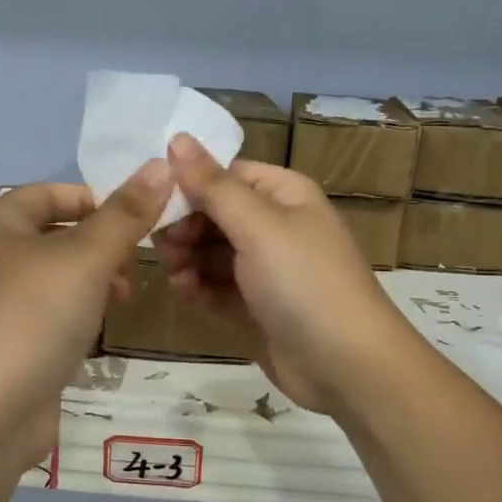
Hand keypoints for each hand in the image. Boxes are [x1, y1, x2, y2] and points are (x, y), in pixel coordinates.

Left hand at [0, 164, 170, 472]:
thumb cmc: (31, 318)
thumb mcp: (85, 257)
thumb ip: (126, 215)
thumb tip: (160, 164)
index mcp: (0, 223)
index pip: (52, 191)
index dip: (97, 199)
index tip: (138, 222)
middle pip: (59, 234)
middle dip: (103, 245)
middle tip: (134, 267)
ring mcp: (1, 307)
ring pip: (60, 279)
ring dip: (95, 283)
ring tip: (124, 301)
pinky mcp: (12, 347)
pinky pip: (53, 317)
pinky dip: (80, 317)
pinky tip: (98, 333)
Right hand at [157, 135, 414, 414]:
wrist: (346, 365)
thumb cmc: (304, 282)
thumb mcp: (258, 226)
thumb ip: (213, 184)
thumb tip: (178, 136)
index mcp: (284, 194)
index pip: (226, 175)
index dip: (190, 185)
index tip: (154, 204)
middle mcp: (276, 226)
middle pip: (215, 214)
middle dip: (185, 227)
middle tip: (164, 247)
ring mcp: (267, 269)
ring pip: (212, 252)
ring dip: (188, 260)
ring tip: (176, 275)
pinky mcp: (258, 306)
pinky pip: (218, 287)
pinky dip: (199, 288)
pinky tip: (185, 294)